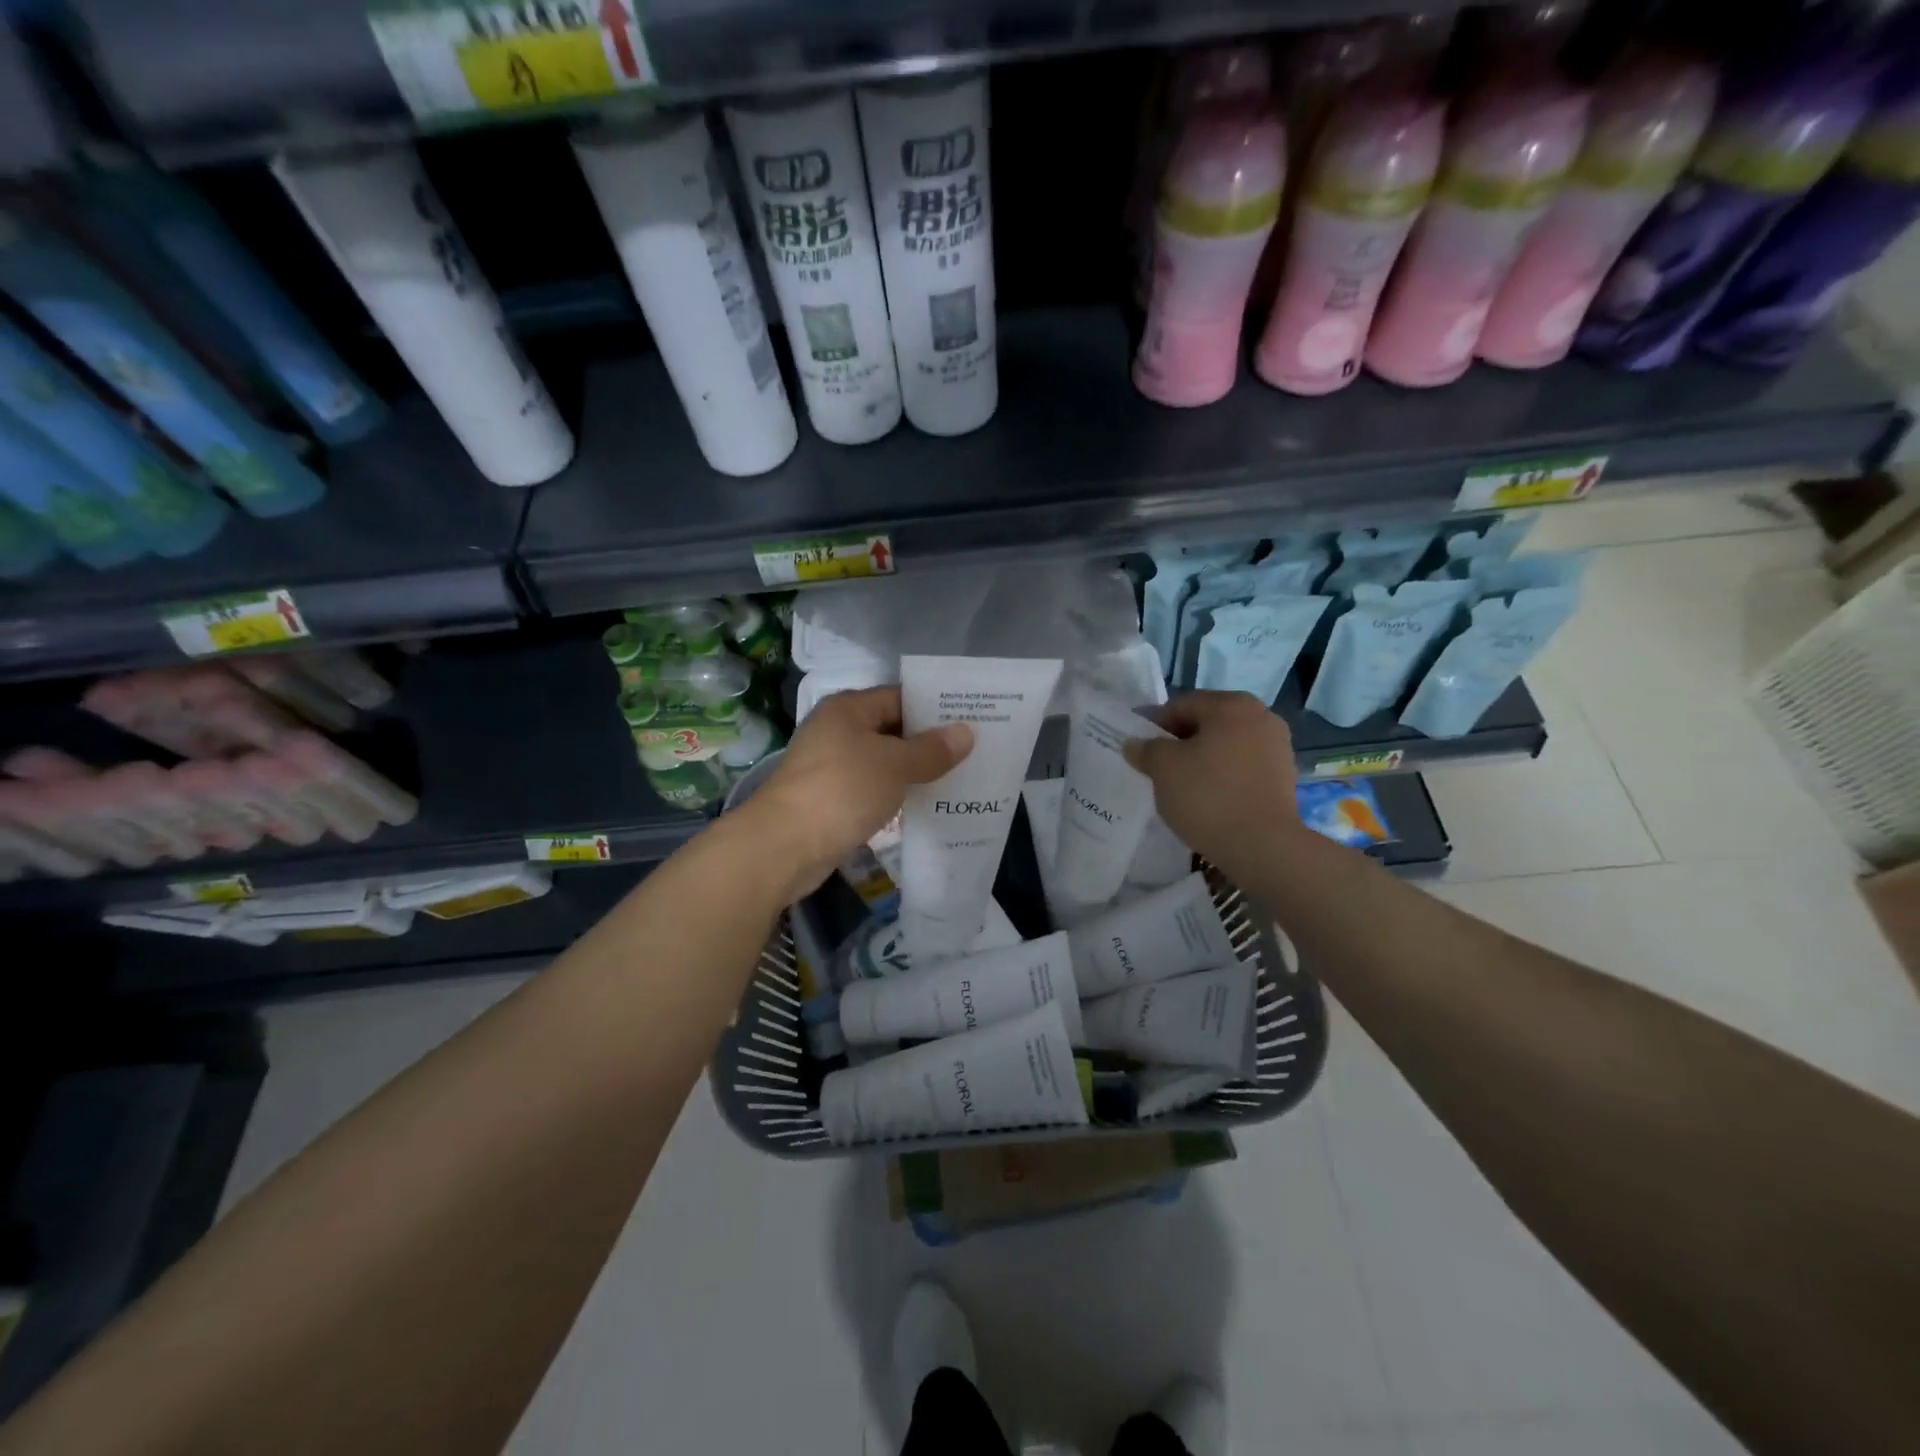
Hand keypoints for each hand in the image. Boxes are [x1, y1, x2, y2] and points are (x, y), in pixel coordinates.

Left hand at [743, 686, 971, 894]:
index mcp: (848, 709)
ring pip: (883, 762)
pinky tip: (925, 804)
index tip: (971, 719)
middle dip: (929, 742)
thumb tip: (966, 732)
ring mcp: (831, 766)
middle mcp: (837, 731)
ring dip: (914, 771)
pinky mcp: (831, 799)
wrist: (785, 845)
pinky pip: (872, 788)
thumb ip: (931, 749)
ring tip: (959, 777)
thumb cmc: (843, 790)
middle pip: (891, 729)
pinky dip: (896, 794)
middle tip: (973, 750)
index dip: (935, 707)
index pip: (900, 697)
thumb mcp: (895, 765)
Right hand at [1123, 691, 1300, 873]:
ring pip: (1225, 745)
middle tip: (1156, 768)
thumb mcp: (1163, 768)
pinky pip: (1241, 766)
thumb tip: (1135, 744)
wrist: (1262, 845)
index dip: (1153, 725)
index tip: (1138, 749)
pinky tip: (1208, 798)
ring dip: (1201, 759)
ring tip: (1181, 786)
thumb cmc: (1208, 795)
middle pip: (1206, 723)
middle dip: (1179, 742)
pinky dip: (1222, 775)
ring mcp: (1277, 746)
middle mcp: (1260, 715)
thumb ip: (1146, 749)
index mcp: (1231, 704)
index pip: (1180, 706)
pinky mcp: (1284, 776)